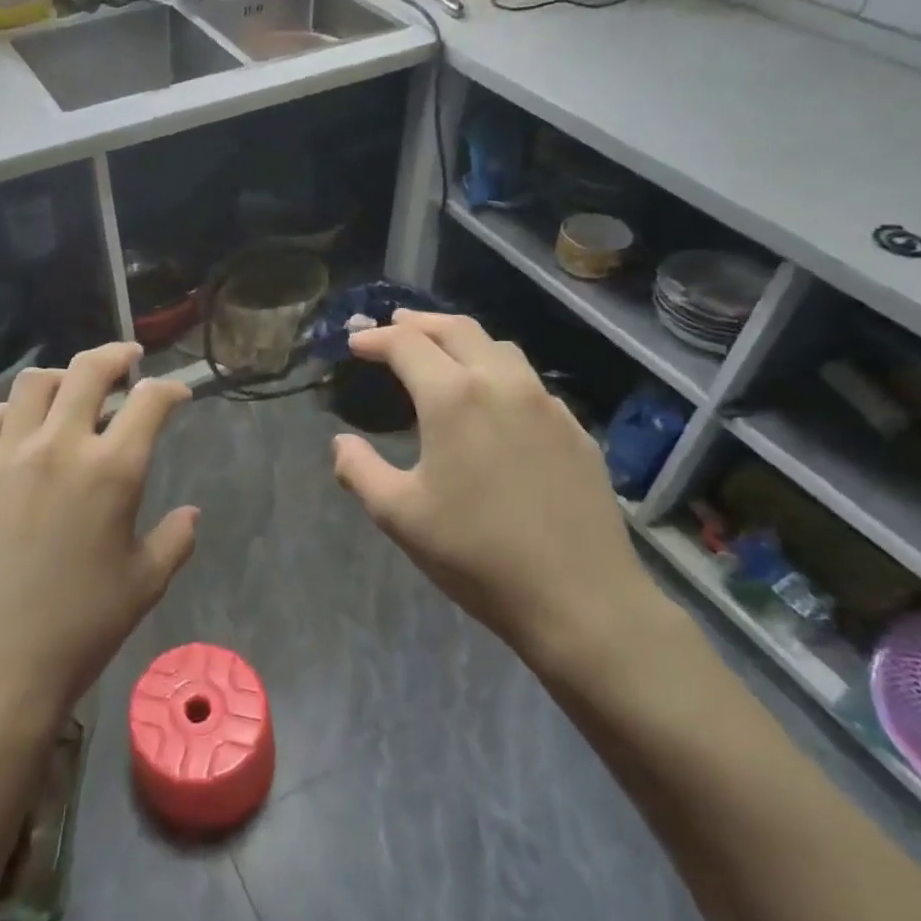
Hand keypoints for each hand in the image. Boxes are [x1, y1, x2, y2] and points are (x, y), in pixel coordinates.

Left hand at [0, 343, 198, 737]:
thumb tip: (190, 513)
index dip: (168, 389)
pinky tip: (12, 426)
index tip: (176, 394)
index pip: (148, 402)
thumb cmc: (80, 629)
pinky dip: (4, 413)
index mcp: (112, 471)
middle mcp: (58, 448)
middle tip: (127, 358)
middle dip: (115, 355)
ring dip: (59, 377)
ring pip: (31, 385)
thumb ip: (175, 539)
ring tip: (70, 389)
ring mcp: (3, 459)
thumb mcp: (145, 584)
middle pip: (87, 371)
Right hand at [331, 311, 656, 671]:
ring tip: (440, 351)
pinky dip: (496, 369)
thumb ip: (359, 470)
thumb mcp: (399, 515)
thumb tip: (342, 443)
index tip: (355, 342)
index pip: (407, 345)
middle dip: (419, 323)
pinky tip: (491, 399)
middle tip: (393, 326)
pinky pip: (528, 380)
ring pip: (499, 348)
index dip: (375, 339)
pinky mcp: (574, 428)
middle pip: (457, 329)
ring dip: (461, 339)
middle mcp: (502, 383)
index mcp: (453, 397)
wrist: (579, 597)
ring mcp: (546, 403)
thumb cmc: (476, 554)